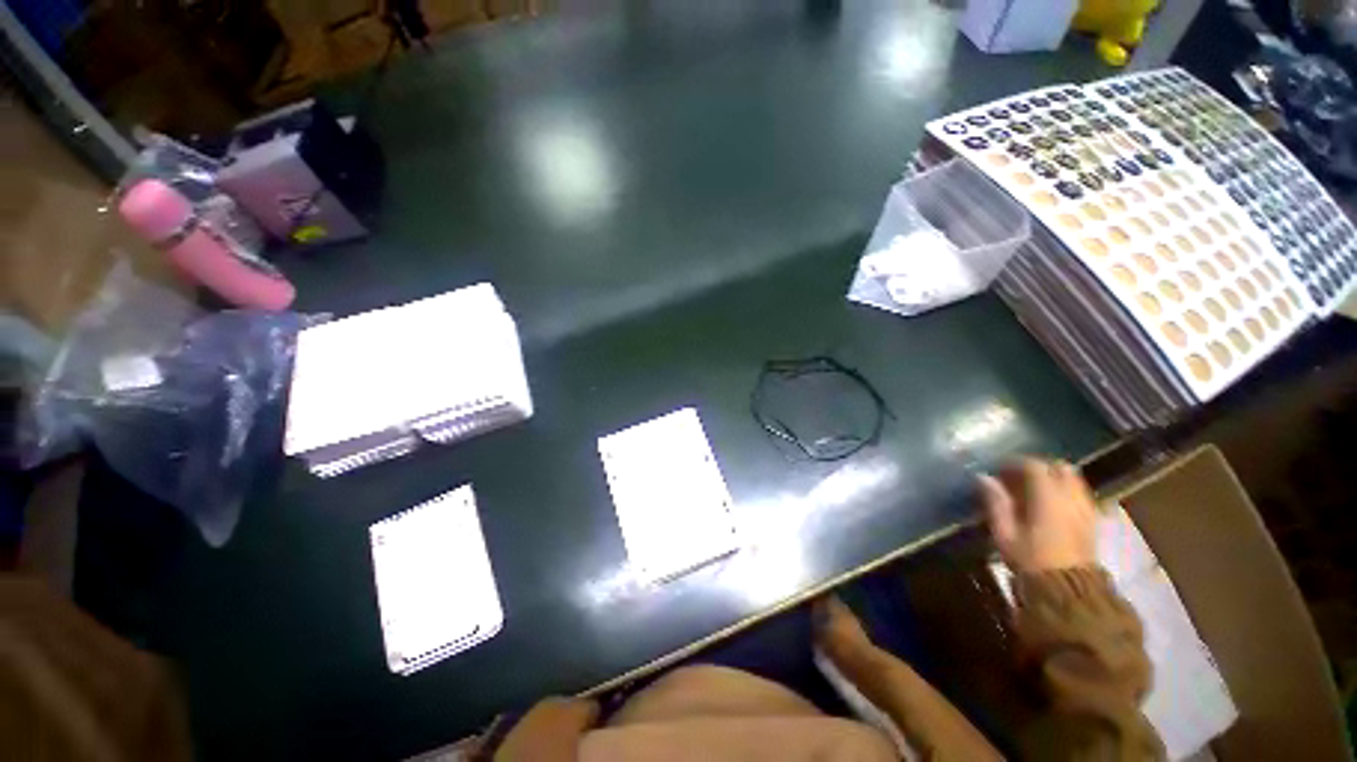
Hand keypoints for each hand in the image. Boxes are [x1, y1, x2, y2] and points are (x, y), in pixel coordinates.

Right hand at [979, 458, 1096, 572]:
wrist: (1068, 592)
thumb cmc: (1031, 560)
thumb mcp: (1005, 533)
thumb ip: (996, 502)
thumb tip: (984, 477)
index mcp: (1048, 497)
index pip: (1034, 466)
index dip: (1015, 463)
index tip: (998, 469)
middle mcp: (1071, 498)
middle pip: (1060, 468)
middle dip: (1039, 467)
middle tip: (1018, 477)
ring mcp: (1085, 509)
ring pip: (1074, 480)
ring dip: (1054, 478)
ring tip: (1034, 490)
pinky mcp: (1092, 522)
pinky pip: (1080, 495)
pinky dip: (1065, 492)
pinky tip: (1051, 505)